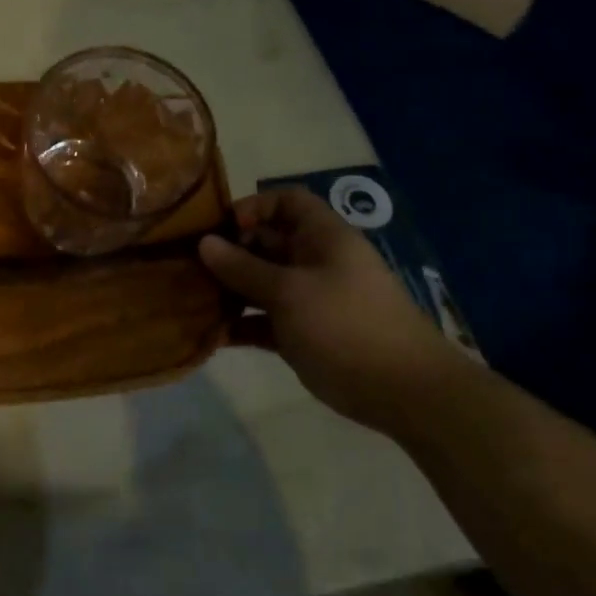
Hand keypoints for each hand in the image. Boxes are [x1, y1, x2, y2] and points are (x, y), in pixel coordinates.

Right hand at [200, 187, 465, 432]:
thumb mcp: (289, 291)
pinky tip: (212, 334)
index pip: (286, 202)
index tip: (221, 229)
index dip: (253, 207)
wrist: (403, 392)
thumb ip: (243, 267)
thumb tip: (204, 243)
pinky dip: (242, 324)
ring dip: (229, 289)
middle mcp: (315, 262)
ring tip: (194, 299)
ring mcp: (309, 299)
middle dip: (229, 251)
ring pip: (261, 283)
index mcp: (323, 238)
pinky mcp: (303, 333)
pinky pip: (264, 320)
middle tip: (191, 266)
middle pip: (266, 243)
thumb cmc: (346, 325)